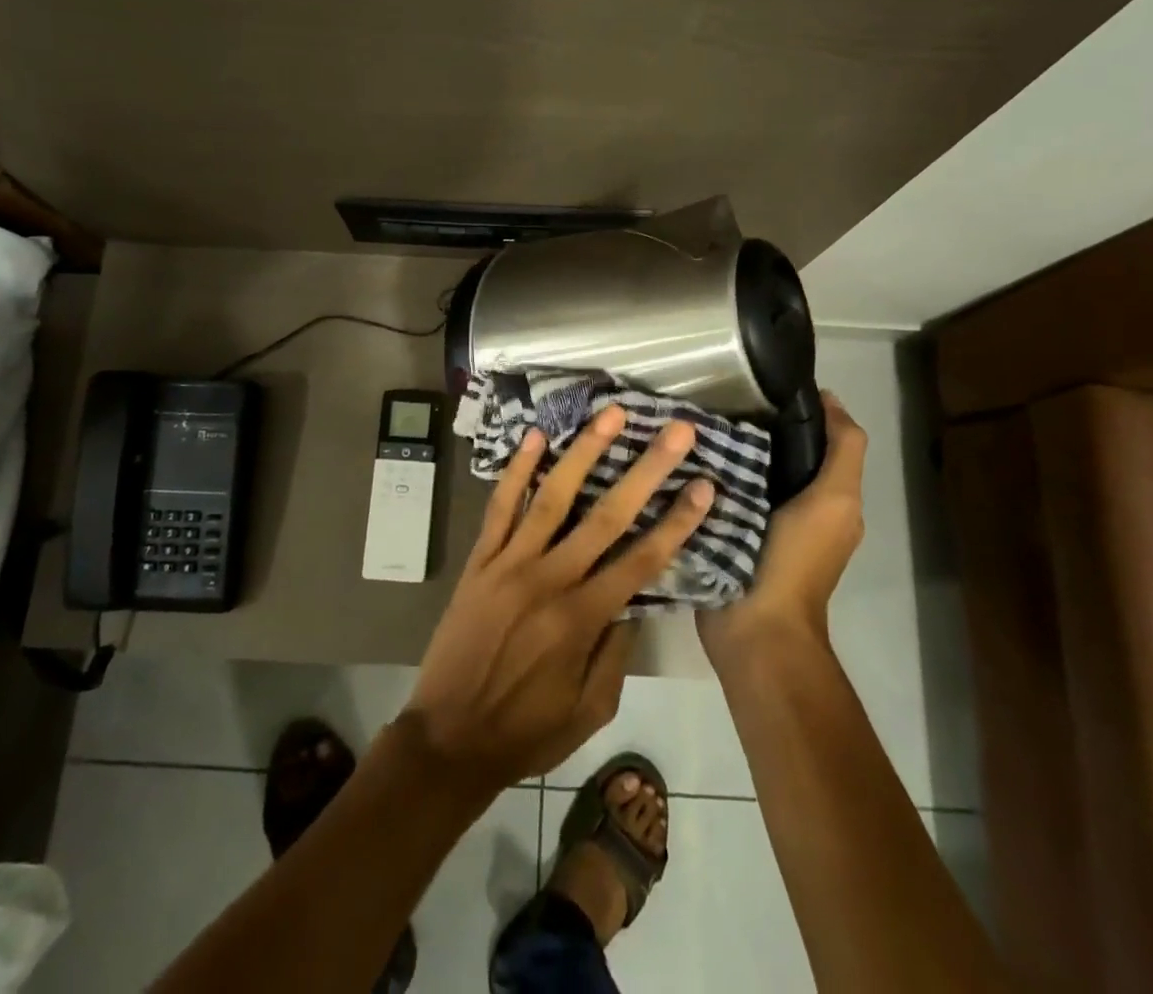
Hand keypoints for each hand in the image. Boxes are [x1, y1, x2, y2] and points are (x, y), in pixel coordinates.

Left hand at [403, 406, 715, 789]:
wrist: (447, 738)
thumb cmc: (526, 731)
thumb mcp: (590, 710)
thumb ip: (617, 653)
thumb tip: (635, 599)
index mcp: (582, 619)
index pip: (642, 559)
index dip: (677, 521)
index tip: (705, 484)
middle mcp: (549, 580)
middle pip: (607, 515)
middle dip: (646, 470)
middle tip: (675, 431)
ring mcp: (509, 563)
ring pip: (553, 496)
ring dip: (585, 452)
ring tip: (611, 415)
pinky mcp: (479, 559)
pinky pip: (499, 507)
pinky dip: (516, 470)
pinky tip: (534, 436)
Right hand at [699, 391, 865, 663]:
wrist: (756, 627)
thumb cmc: (797, 560)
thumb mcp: (834, 500)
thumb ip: (842, 452)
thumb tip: (830, 399)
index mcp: (828, 499)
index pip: (818, 440)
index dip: (799, 409)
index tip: (761, 383)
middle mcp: (797, 507)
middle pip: (779, 453)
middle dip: (755, 426)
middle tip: (718, 400)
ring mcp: (759, 523)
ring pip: (747, 470)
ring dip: (729, 448)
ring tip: (697, 421)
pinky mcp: (726, 534)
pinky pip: (720, 492)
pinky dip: (710, 473)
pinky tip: (686, 456)